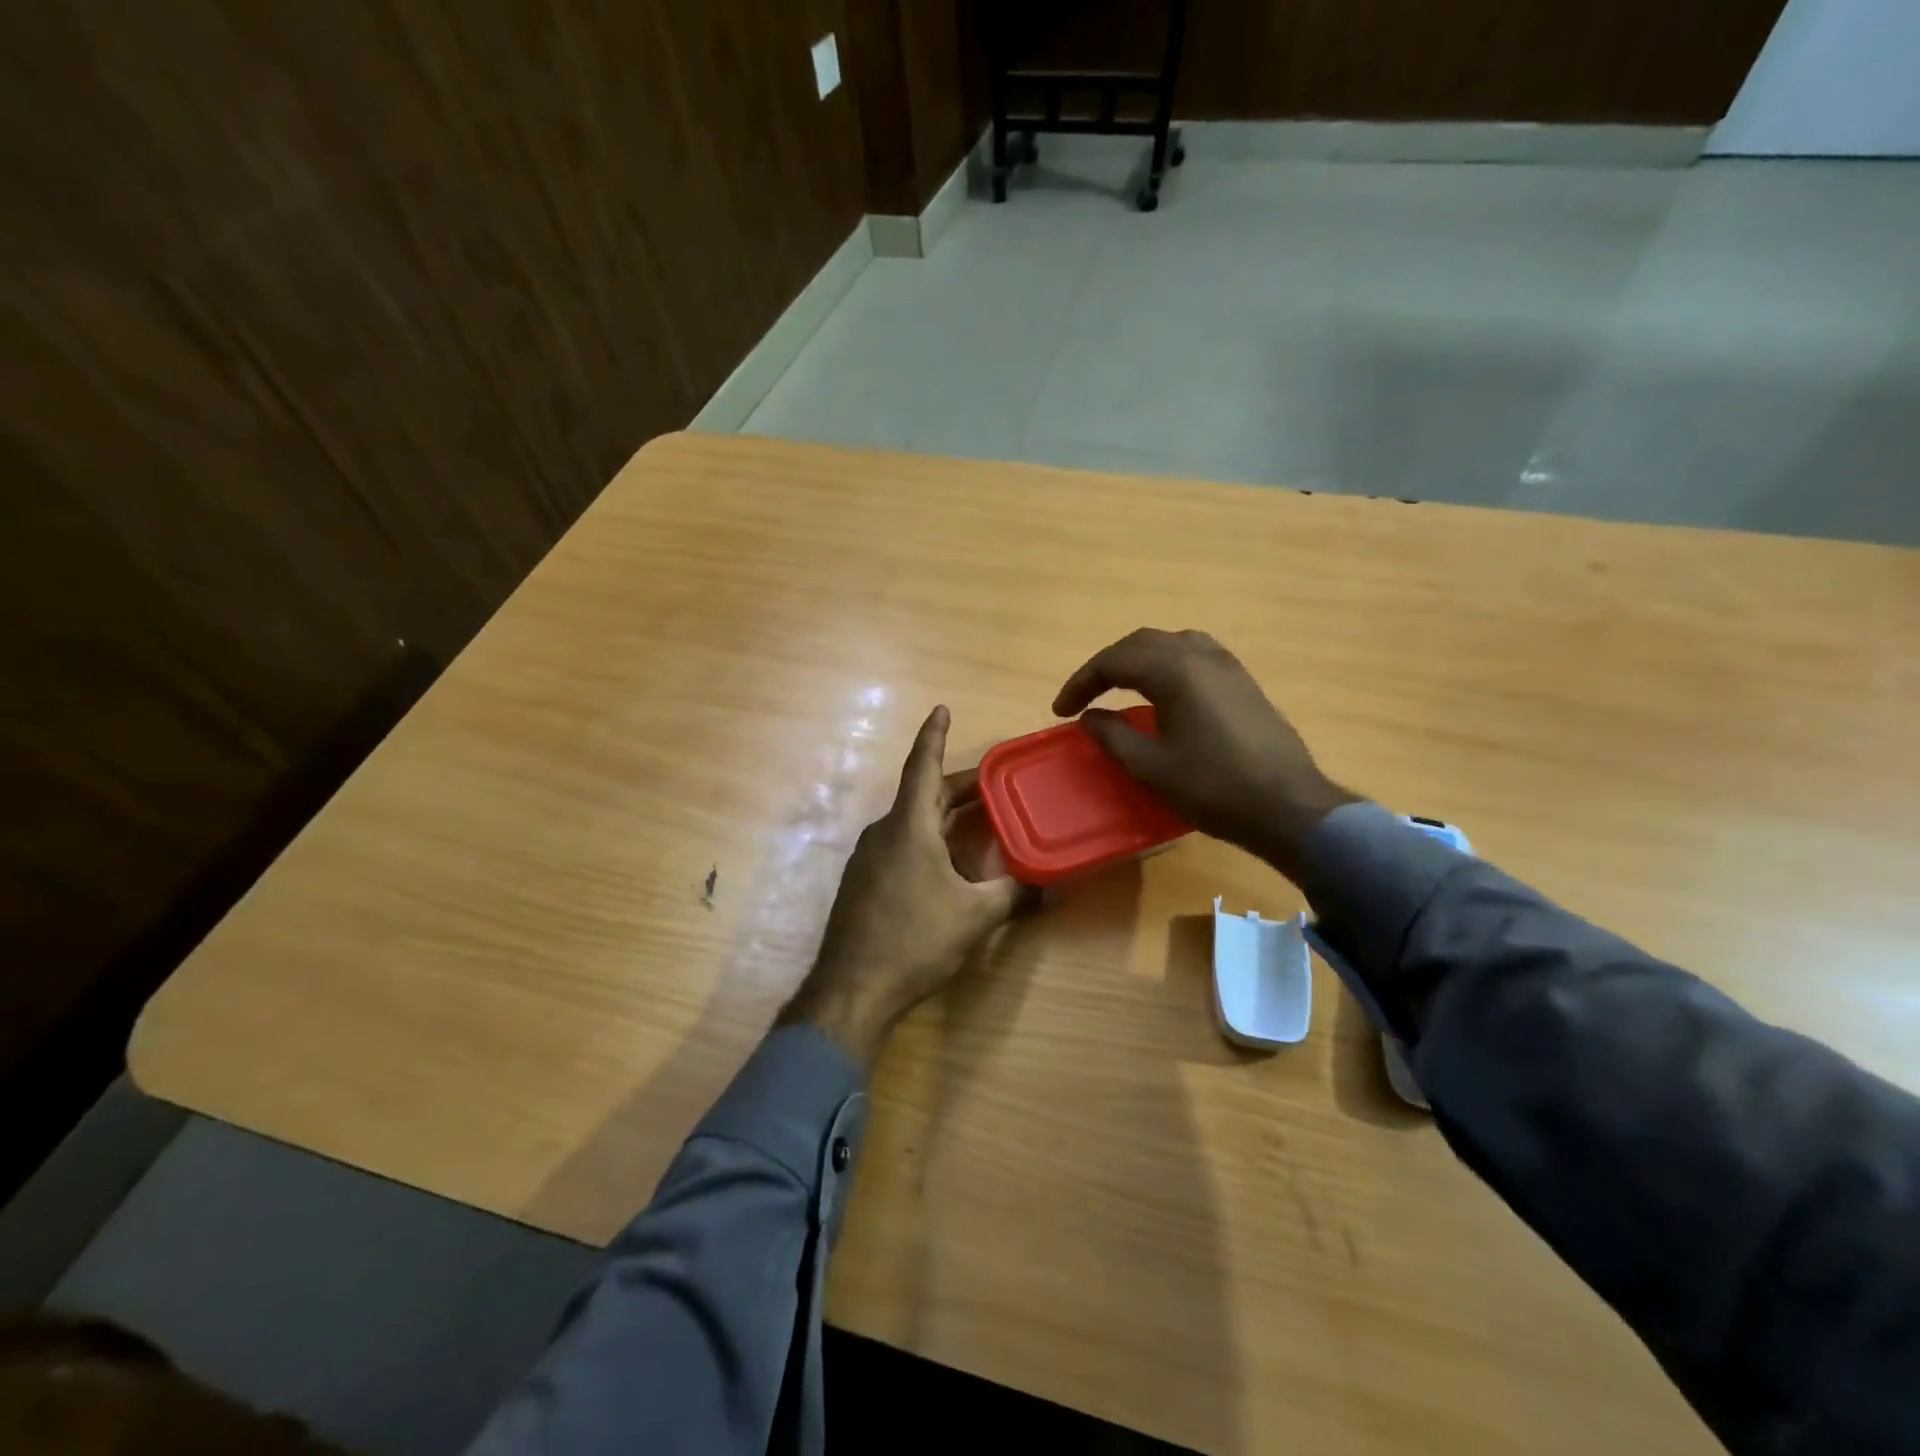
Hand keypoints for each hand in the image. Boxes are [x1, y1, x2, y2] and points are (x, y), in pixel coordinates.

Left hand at [780, 706, 1033, 1068]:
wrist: (851, 990)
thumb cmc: (914, 940)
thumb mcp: (974, 917)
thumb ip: (1015, 895)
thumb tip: (1053, 887)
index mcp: (909, 826)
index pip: (923, 766)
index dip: (933, 735)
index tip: (941, 709)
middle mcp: (884, 832)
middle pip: (923, 795)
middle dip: (958, 786)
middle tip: (994, 784)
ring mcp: (868, 858)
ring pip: (911, 822)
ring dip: (943, 816)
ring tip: (979, 822)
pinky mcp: (863, 883)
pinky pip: (900, 846)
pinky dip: (927, 841)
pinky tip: (947, 865)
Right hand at [1052, 628, 1356, 878]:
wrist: (1287, 806)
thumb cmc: (1213, 787)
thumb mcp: (1151, 766)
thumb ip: (1113, 736)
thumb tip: (1090, 717)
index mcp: (1174, 670)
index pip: (1113, 661)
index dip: (1081, 683)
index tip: (1061, 710)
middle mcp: (1200, 655)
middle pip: (1140, 644)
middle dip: (1106, 666)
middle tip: (1083, 696)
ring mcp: (1227, 665)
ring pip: (1170, 643)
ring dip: (1137, 660)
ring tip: (1118, 687)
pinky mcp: (1242, 681)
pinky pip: (1194, 655)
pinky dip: (1165, 665)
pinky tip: (1161, 692)